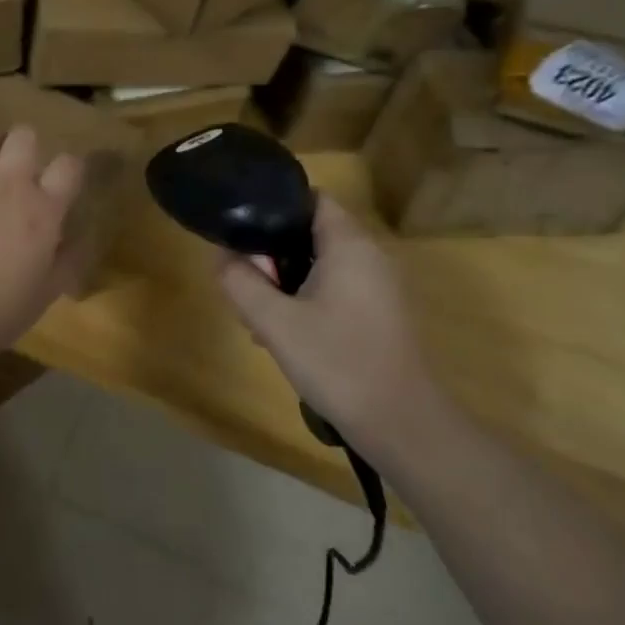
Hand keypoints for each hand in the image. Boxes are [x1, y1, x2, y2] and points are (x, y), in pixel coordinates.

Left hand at [0, 126, 84, 369]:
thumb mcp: (44, 296)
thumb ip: (66, 261)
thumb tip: (80, 239)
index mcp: (42, 211)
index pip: (69, 166)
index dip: (70, 168)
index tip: (64, 181)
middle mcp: (7, 184)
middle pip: (24, 136)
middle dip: (25, 146)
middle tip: (19, 169)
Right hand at [215, 195, 440, 466]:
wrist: (403, 426)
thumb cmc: (338, 363)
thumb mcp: (274, 322)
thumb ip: (240, 282)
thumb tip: (222, 256)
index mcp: (349, 244)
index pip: (309, 198)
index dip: (273, 207)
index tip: (244, 233)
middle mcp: (369, 255)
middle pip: (311, 232)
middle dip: (273, 252)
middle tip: (246, 282)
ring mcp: (379, 286)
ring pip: (321, 264)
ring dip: (288, 281)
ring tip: (260, 316)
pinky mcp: (380, 313)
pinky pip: (336, 288)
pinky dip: (308, 298)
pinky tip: (287, 335)